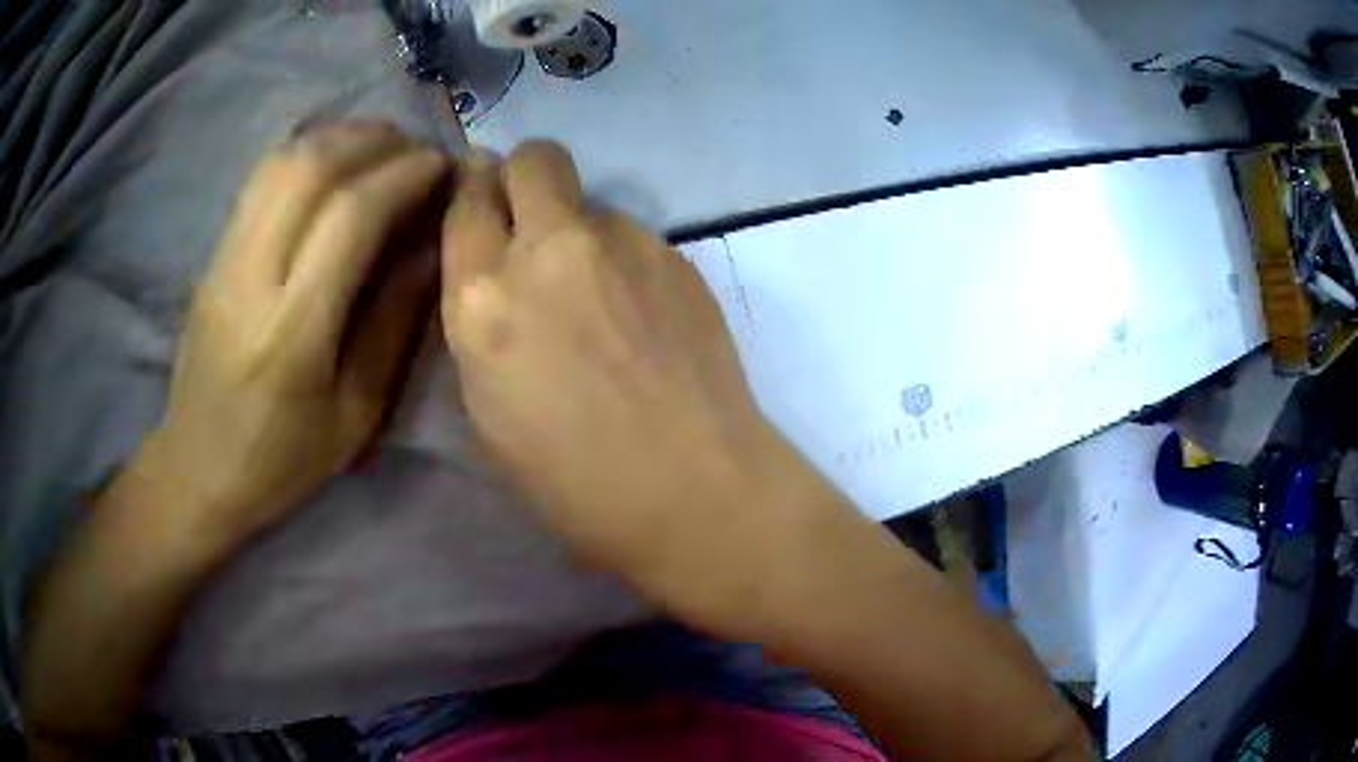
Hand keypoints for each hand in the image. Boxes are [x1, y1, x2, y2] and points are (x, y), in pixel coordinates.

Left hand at [142, 122, 448, 541]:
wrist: (197, 468)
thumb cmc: (282, 459)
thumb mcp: (355, 414)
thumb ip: (394, 323)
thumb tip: (432, 245)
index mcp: (293, 333)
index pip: (351, 217)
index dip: (404, 176)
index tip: (442, 166)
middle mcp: (252, 280)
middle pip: (310, 169)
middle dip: (374, 141)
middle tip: (414, 148)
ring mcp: (224, 261)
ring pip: (280, 162)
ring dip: (338, 138)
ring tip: (379, 146)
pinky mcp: (212, 255)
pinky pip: (260, 180)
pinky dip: (305, 153)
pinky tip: (332, 163)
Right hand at [441, 142, 858, 628]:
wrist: (694, 488)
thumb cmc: (574, 481)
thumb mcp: (488, 408)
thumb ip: (483, 324)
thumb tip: (500, 278)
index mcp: (484, 298)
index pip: (466, 200)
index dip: (473, 192)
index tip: (481, 199)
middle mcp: (549, 250)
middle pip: (534, 159)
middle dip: (524, 175)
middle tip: (531, 216)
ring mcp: (622, 243)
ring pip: (590, 202)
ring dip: (580, 232)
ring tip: (601, 297)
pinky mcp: (677, 254)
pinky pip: (635, 237)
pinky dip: (625, 262)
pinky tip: (644, 317)